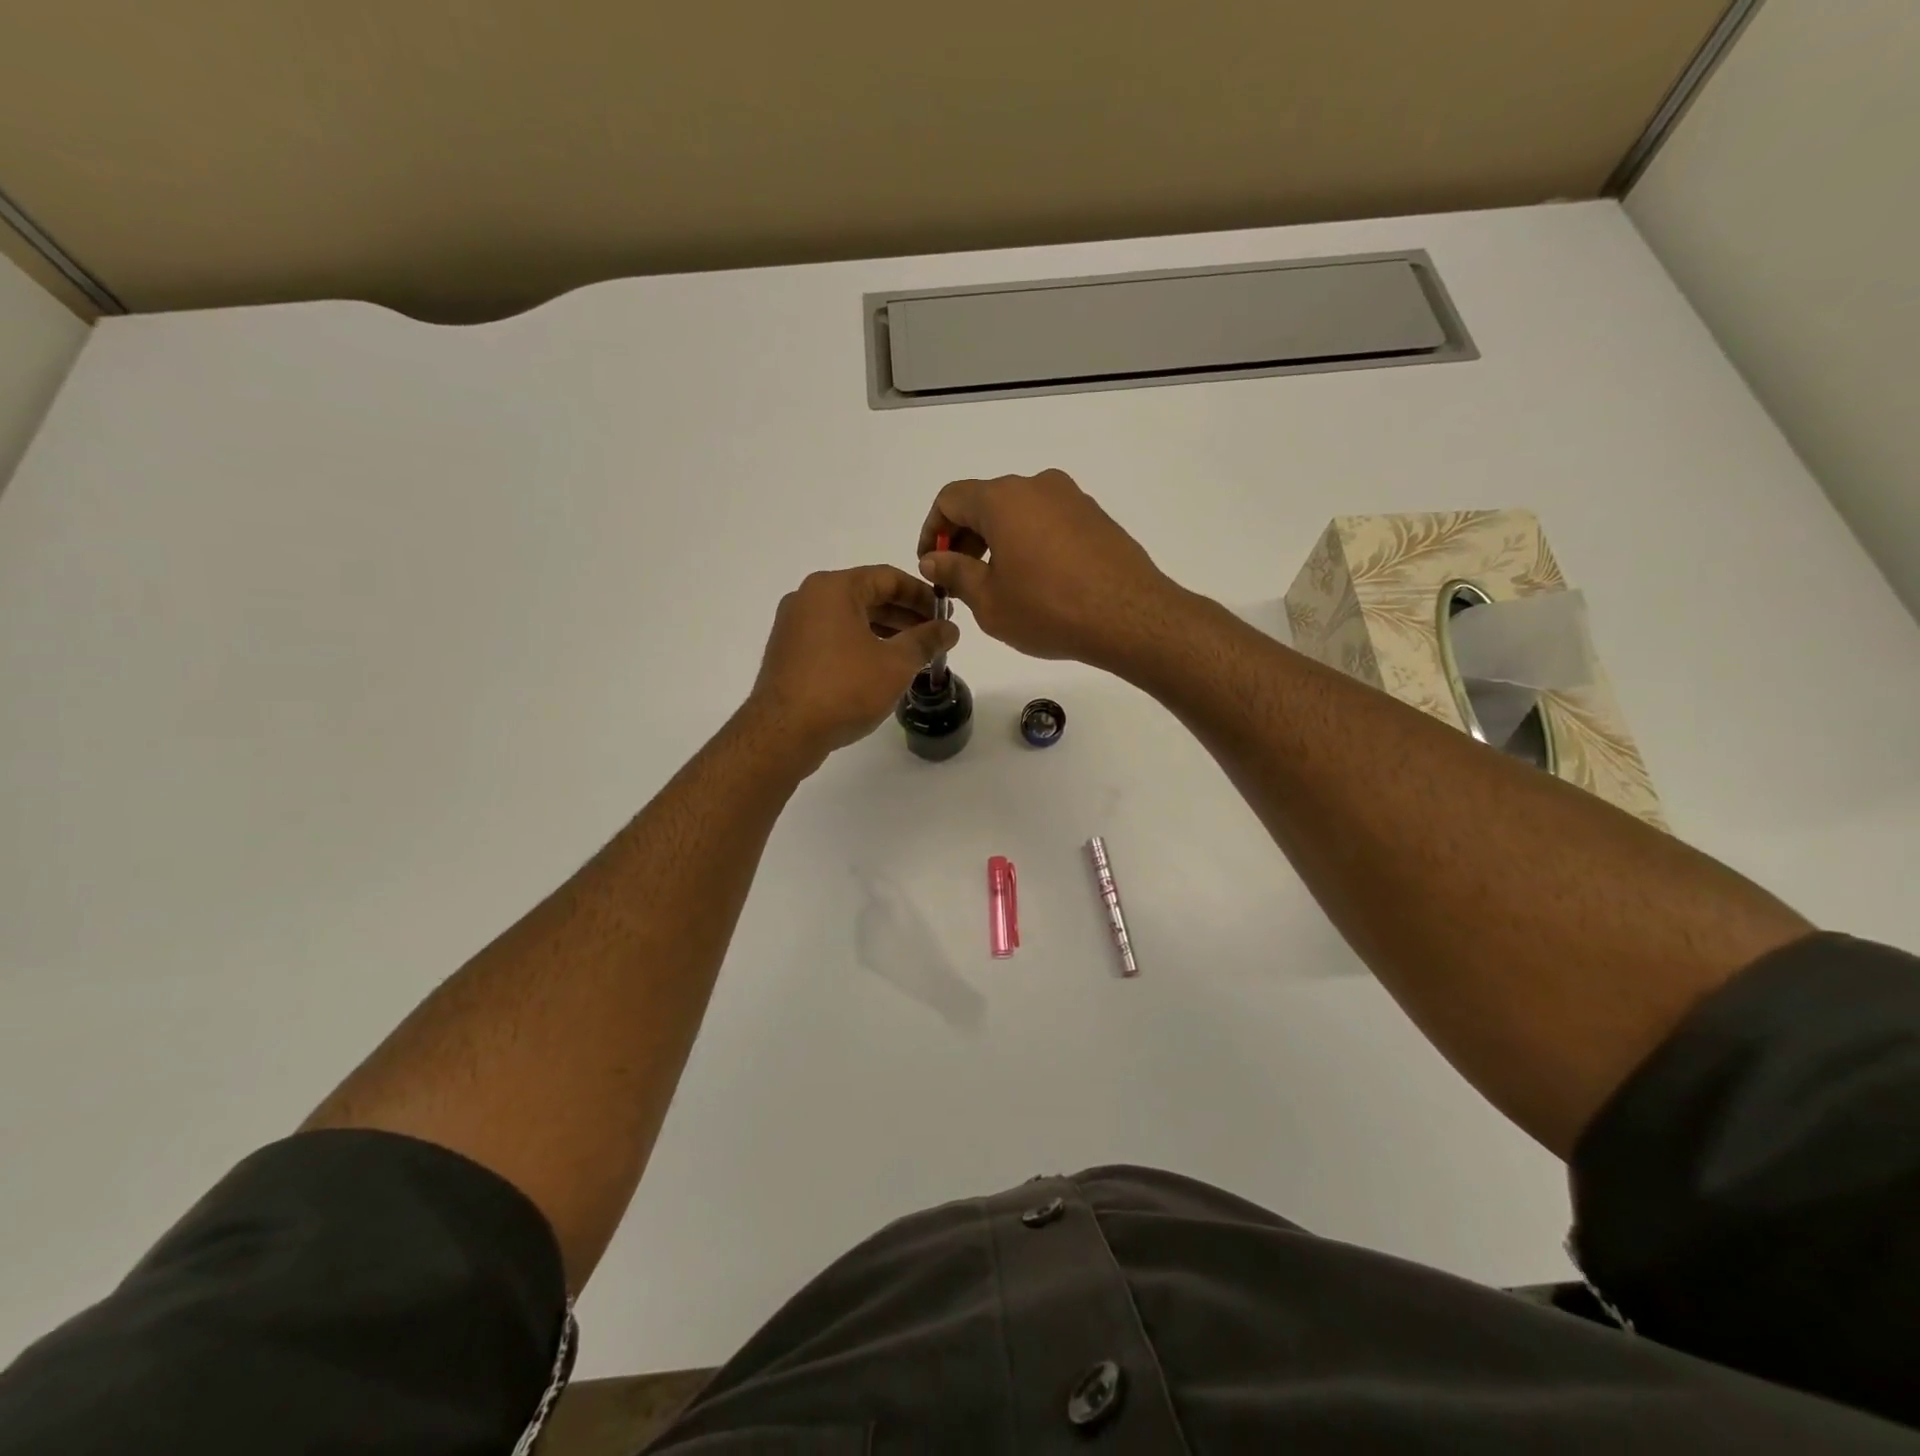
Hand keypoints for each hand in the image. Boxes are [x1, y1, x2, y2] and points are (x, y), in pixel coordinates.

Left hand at [748, 565, 959, 766]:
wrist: (784, 732)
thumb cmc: (844, 689)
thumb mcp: (895, 664)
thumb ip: (926, 641)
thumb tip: (950, 629)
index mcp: (833, 588)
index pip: (888, 577)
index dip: (922, 594)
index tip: (945, 614)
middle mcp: (809, 597)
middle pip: (867, 595)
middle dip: (904, 615)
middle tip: (934, 636)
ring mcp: (794, 625)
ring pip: (850, 618)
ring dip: (884, 631)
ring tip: (913, 654)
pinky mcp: (789, 651)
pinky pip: (833, 637)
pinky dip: (860, 644)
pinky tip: (880, 668)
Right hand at [916, 469, 1183, 669]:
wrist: (1129, 617)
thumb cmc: (1048, 610)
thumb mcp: (989, 601)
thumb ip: (955, 573)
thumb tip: (934, 558)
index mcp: (1003, 499)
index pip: (950, 499)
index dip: (933, 531)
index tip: (931, 564)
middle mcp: (1037, 486)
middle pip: (985, 502)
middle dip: (965, 538)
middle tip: (958, 579)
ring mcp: (1072, 499)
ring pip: (1019, 512)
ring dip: (997, 541)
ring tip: (997, 584)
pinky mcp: (1096, 517)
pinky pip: (1048, 522)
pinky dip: (1029, 542)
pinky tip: (1035, 581)